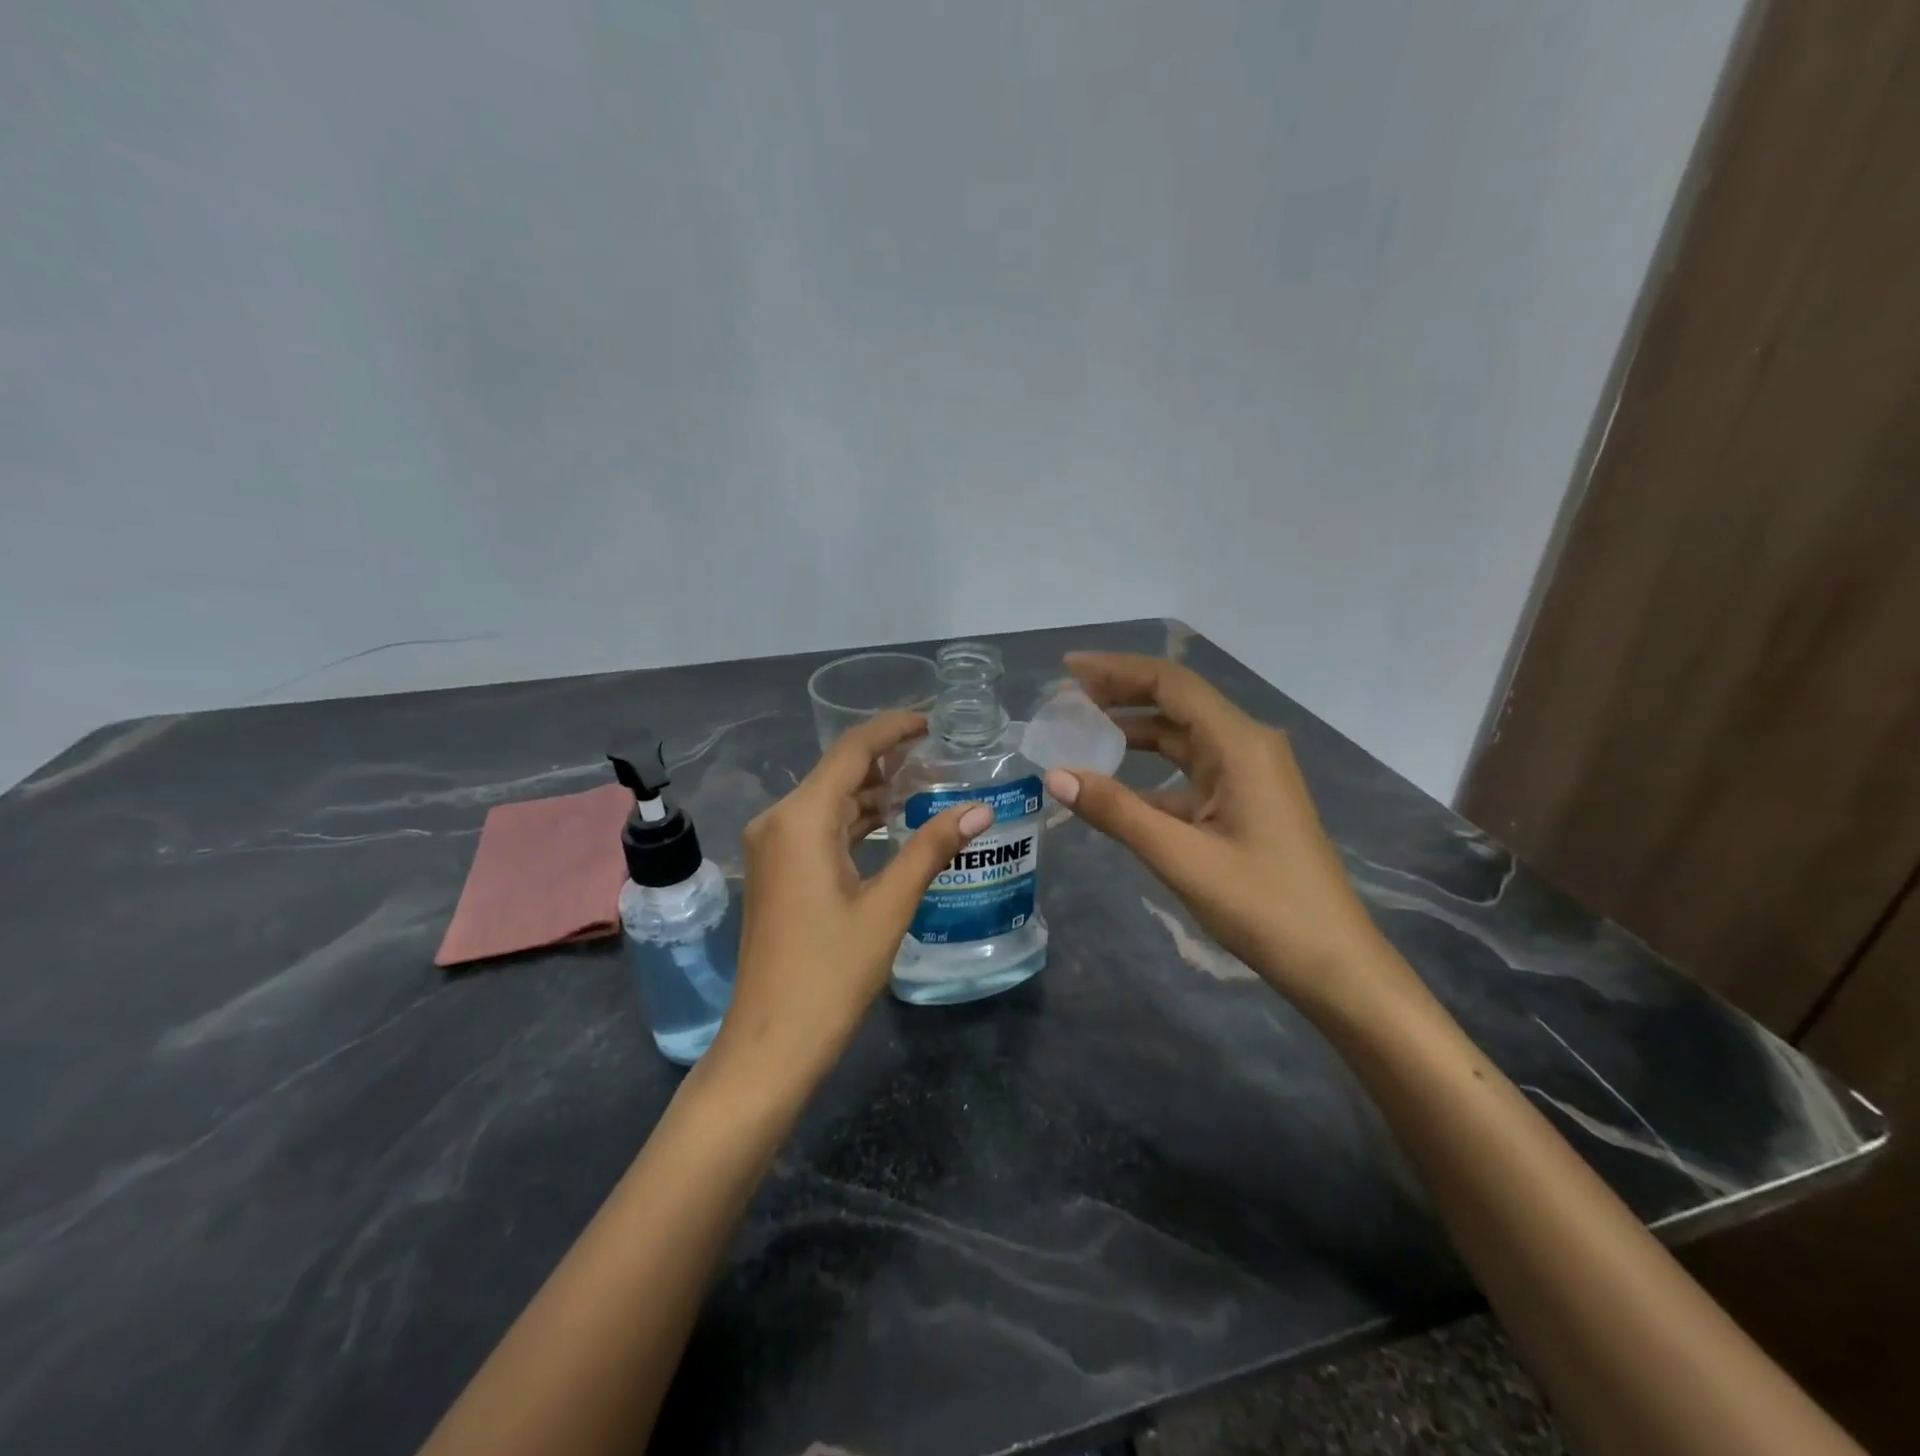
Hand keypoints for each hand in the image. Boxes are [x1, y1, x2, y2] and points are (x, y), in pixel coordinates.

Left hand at [716, 711, 990, 1079]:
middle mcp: (778, 821)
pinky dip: (855, 822)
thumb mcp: (888, 906)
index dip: (893, 729)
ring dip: (873, 793)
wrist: (771, 1042)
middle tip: (942, 757)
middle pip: (839, 773)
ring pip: (829, 802)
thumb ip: (931, 849)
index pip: (852, 752)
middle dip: (888, 761)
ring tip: (927, 785)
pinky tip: (892, 824)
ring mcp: (772, 848)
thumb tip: (980, 810)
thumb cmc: (831, 973)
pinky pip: (820, 829)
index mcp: (800, 819)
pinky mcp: (777, 872)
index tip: (933, 720)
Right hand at [1044, 652, 1413, 1014]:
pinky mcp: (1247, 802)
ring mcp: (1250, 775)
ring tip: (1083, 731)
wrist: (1332, 962)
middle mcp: (1247, 746)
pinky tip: (1117, 788)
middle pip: (1176, 702)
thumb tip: (1055, 775)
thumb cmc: (1263, 905)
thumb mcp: (1180, 856)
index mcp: (1239, 745)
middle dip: (1122, 693)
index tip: (1067, 669)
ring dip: (1135, 730)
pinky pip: (1191, 772)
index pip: (1170, 684)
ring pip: (1183, 737)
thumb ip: (1116, 811)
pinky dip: (1152, 771)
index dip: (1116, 670)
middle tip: (1067, 697)